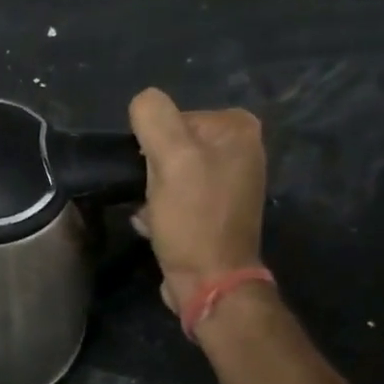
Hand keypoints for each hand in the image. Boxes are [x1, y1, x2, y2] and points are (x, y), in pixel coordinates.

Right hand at [128, 87, 267, 315]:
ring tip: (153, 215)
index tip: (153, 173)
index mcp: (237, 129)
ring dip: (150, 194)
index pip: (173, 118)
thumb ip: (154, 117)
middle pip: (171, 146)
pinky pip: (175, 198)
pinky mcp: (214, 212)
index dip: (153, 145)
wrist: (209, 281)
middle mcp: (240, 150)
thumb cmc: (193, 219)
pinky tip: (155, 227)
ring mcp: (228, 184)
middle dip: (152, 171)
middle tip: (152, 196)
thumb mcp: (171, 159)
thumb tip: (142, 102)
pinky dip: (159, 211)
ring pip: (168, 174)